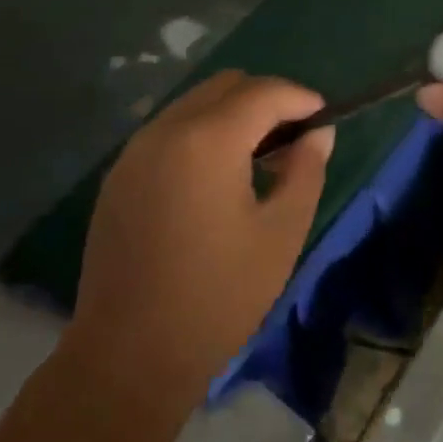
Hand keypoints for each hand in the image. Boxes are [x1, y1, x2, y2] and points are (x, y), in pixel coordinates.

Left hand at [65, 72, 333, 396]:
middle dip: (266, 99)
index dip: (300, 98)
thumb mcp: (281, 233)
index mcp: (207, 141)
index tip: (324, 118)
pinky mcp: (118, 176)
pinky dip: (202, 132)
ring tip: (259, 157)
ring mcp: (134, 152)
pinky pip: (170, 130)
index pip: (263, 92)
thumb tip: (318, 134)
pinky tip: (217, 176)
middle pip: (225, 85)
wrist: (129, 356)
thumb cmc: (218, 295)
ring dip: (233, 114)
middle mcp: (164, 132)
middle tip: (293, 138)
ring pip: (194, 103)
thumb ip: (306, 170)